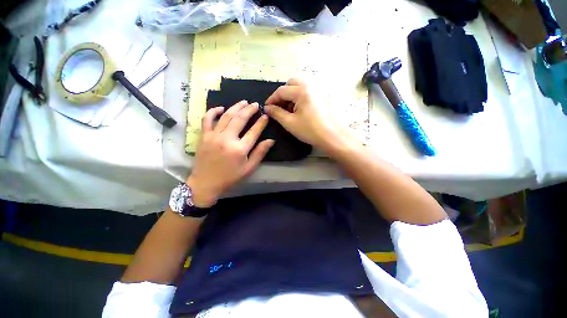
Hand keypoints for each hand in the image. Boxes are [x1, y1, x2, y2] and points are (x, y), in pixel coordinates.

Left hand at [187, 101, 273, 206]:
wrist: (205, 183)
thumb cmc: (230, 177)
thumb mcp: (249, 168)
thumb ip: (260, 153)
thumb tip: (271, 140)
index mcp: (240, 149)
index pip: (254, 131)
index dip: (261, 122)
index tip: (266, 116)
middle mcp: (227, 139)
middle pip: (240, 119)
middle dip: (250, 110)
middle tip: (256, 104)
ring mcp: (213, 136)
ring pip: (226, 116)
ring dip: (236, 107)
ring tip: (244, 102)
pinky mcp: (204, 136)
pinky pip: (207, 119)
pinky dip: (213, 111)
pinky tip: (221, 108)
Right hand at [264, 79, 350, 151]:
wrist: (333, 136)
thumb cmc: (310, 131)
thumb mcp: (290, 123)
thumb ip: (276, 113)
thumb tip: (267, 108)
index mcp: (302, 91)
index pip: (281, 91)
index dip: (272, 99)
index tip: (267, 108)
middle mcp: (311, 85)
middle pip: (291, 83)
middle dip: (282, 94)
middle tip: (279, 107)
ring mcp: (319, 89)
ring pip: (300, 86)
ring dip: (292, 94)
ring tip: (290, 109)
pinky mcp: (324, 95)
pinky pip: (309, 90)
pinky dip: (301, 96)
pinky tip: (301, 108)